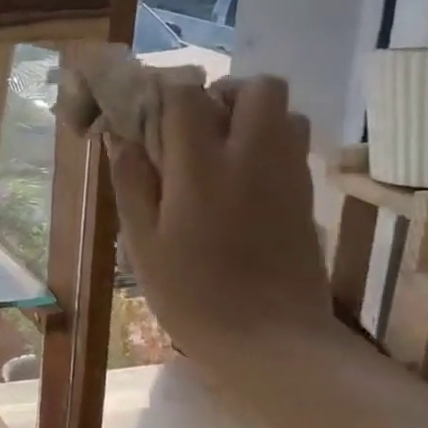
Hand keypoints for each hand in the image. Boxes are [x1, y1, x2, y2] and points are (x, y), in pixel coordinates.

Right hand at [109, 74, 337, 364]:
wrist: (271, 340)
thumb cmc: (191, 294)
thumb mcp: (142, 242)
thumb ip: (132, 182)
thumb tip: (121, 137)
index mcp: (202, 169)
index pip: (188, 94)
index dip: (165, 89)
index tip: (146, 109)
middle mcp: (252, 158)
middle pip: (258, 87)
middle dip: (223, 92)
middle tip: (193, 125)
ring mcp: (287, 175)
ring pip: (285, 112)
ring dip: (250, 116)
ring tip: (217, 150)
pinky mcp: (306, 196)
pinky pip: (293, 144)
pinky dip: (267, 143)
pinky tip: (239, 180)